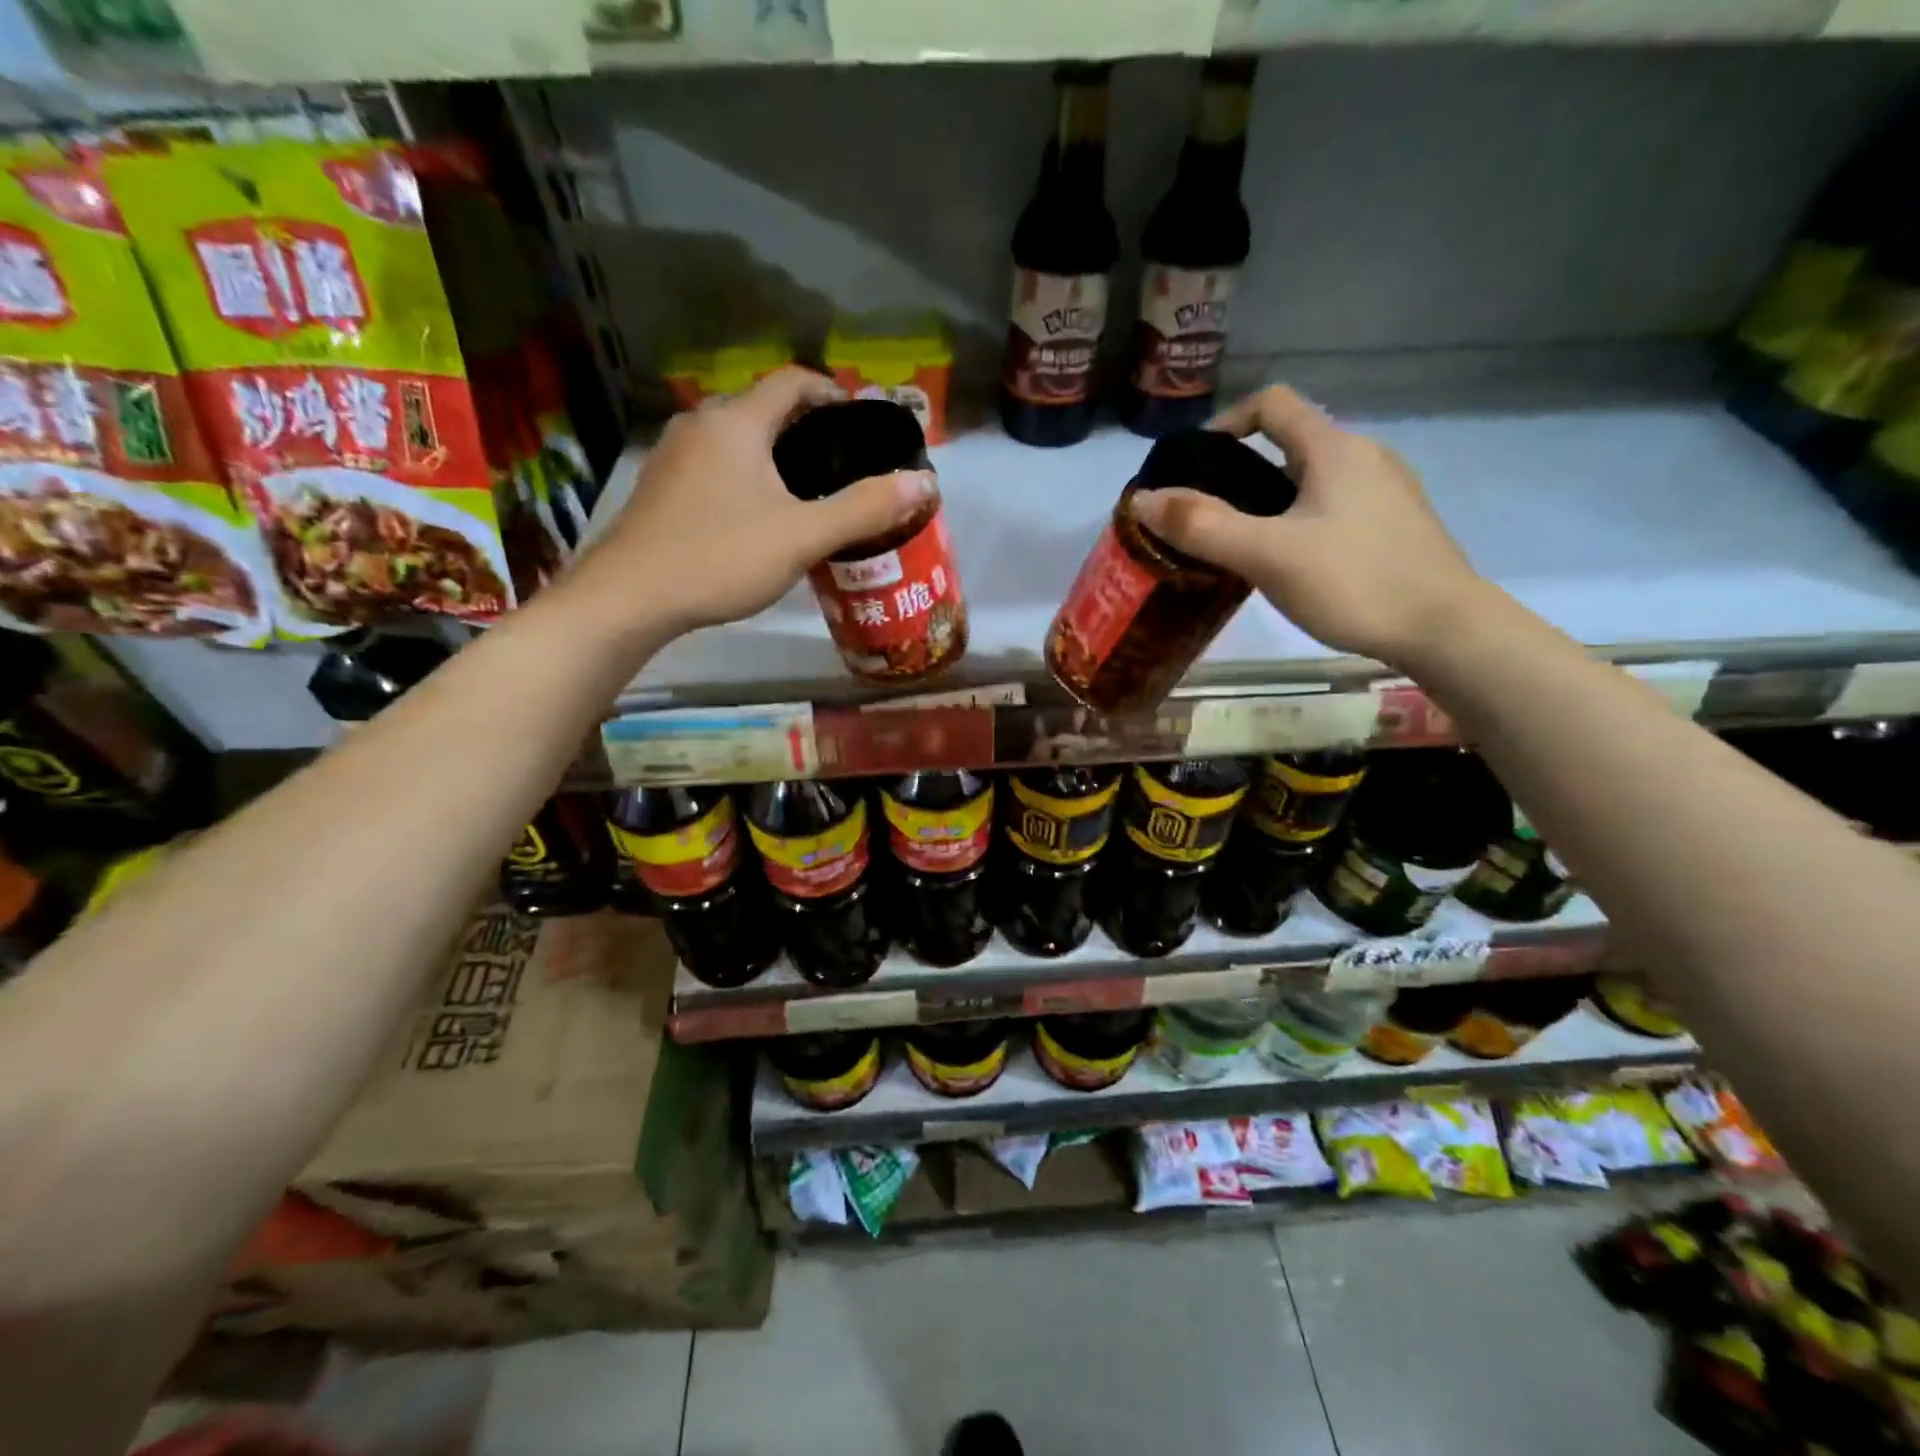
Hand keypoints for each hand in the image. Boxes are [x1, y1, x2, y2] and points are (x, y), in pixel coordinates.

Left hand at [562, 368, 936, 642]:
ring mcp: (673, 456)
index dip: (831, 393)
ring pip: (736, 440)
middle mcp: (701, 425)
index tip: (859, 423)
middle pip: (763, 408)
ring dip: (773, 455)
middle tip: (842, 465)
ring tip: (807, 493)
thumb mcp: (803, 536)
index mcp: (737, 422)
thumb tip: (923, 483)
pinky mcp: (660, 488)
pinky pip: (714, 466)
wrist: (629, 597)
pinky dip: (744, 476)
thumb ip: (864, 508)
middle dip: (806, 429)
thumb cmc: (720, 557)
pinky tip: (757, 517)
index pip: (792, 382)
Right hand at [1129, 384, 1489, 666]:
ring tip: (1242, 546)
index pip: (1273, 404)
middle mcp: (1365, 456)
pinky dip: (1300, 522)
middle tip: (1208, 518)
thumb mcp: (1266, 554)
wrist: (1445, 629)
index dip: (1226, 423)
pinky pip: (1335, 507)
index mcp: (1335, 448)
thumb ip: (1202, 525)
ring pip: (1313, 480)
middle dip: (1242, 473)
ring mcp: (1387, 492)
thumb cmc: (1354, 581)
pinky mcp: (1397, 527)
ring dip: (1270, 501)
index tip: (1196, 466)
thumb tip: (1143, 500)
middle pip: (1290, 444)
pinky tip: (1291, 565)